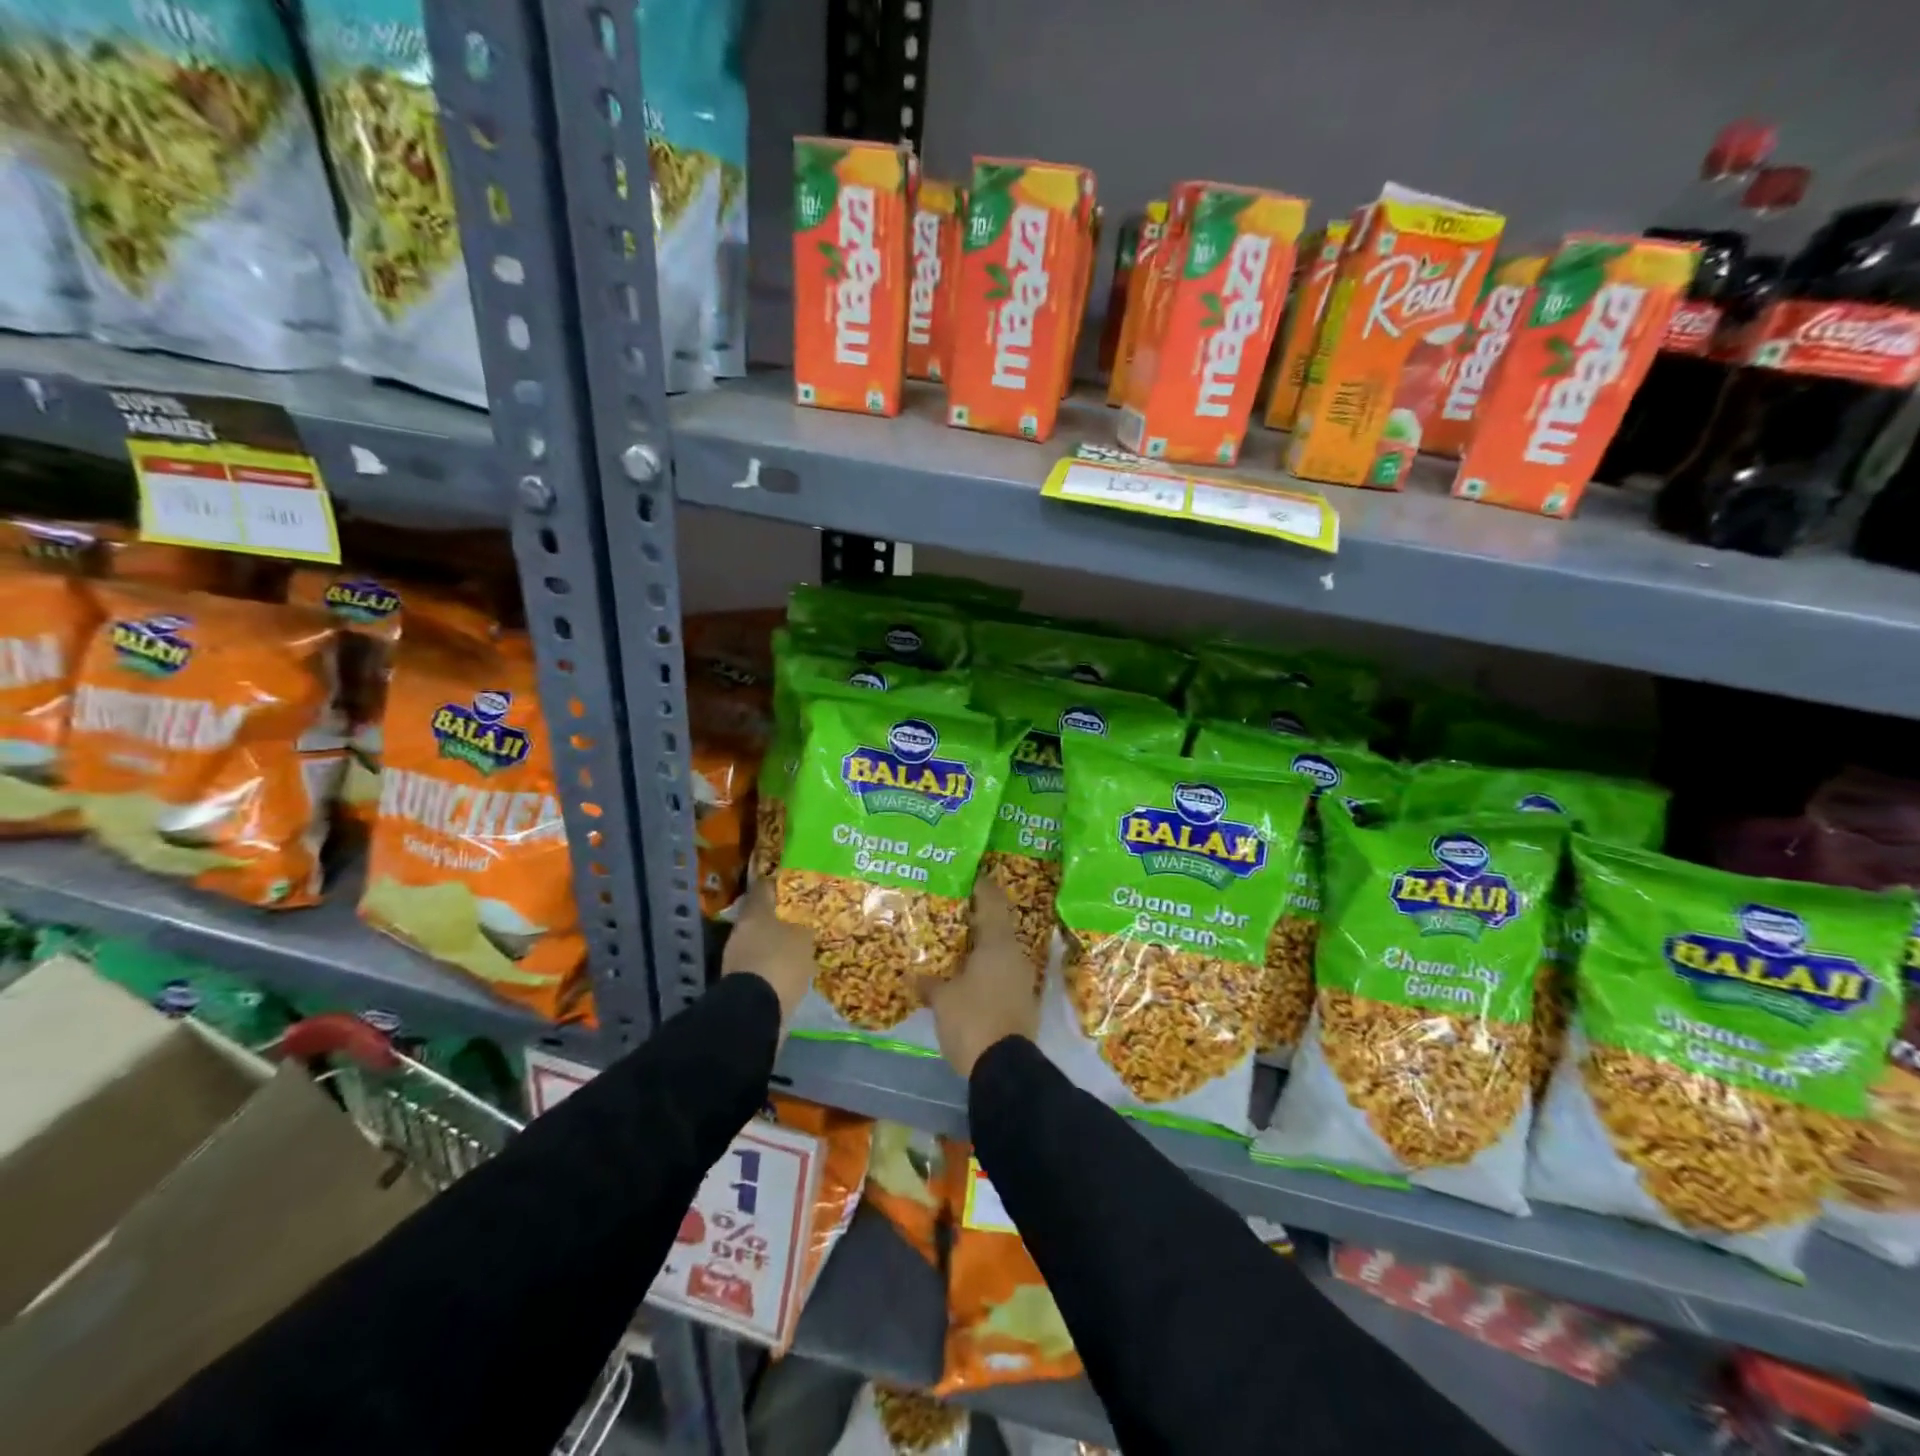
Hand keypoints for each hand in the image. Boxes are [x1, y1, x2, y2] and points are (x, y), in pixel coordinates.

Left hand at [723, 878, 814, 1019]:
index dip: (780, 883)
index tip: (796, 883)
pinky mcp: (740, 980)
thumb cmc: (780, 963)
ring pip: (761, 939)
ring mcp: (737, 955)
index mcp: (755, 912)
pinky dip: (774, 962)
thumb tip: (807, 920)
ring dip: (778, 940)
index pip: (765, 886)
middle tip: (804, 915)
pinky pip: (762, 962)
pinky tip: (792, 967)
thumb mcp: (804, 939)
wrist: (754, 1012)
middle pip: (762, 914)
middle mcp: (742, 929)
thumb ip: (805, 925)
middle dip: (781, 915)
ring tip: (802, 942)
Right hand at [921, 876, 1039, 1078]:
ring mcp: (1022, 979)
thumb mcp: (942, 999)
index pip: (992, 900)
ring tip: (955, 942)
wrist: (1005, 1070)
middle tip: (951, 908)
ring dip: (981, 945)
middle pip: (997, 924)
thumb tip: (915, 975)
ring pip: (1000, 950)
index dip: (980, 885)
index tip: (966, 874)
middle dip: (975, 917)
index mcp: (998, 943)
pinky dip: (986, 968)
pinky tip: (967, 974)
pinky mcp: (1022, 1001)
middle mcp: (1015, 954)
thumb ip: (929, 982)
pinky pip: (1001, 973)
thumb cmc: (972, 1020)